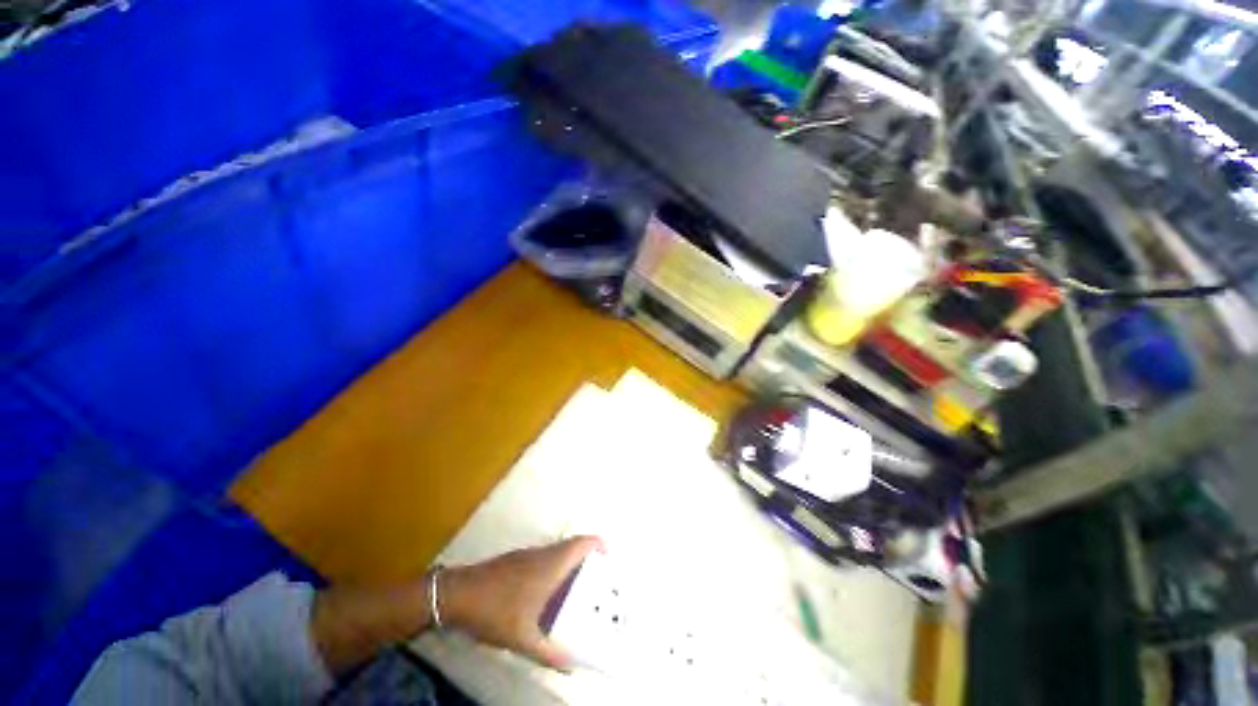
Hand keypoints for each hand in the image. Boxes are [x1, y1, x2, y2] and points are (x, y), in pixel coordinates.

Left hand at [440, 536, 602, 670]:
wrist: (458, 594)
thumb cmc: (495, 611)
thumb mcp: (523, 638)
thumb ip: (549, 652)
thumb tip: (572, 667)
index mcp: (551, 565)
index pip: (581, 543)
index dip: (598, 544)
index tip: (609, 556)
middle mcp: (543, 554)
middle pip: (573, 546)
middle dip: (588, 557)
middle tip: (598, 578)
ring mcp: (528, 555)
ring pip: (558, 551)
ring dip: (571, 563)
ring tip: (578, 587)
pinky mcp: (517, 560)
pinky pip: (545, 557)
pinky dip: (555, 567)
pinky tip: (549, 592)